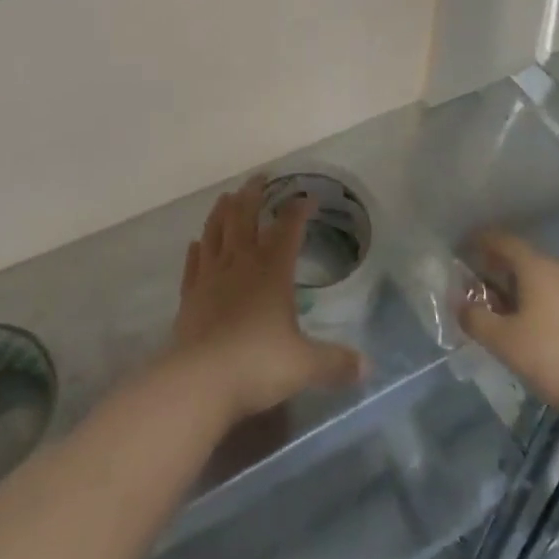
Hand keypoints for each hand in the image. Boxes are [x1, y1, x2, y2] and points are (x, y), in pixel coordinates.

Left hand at [167, 178, 363, 424]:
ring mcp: (211, 276)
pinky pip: (193, 264)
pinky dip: (196, 250)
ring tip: (227, 196)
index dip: (299, 210)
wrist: (200, 380)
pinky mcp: (189, 295)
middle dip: (253, 194)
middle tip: (260, 178)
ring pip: (215, 231)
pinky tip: (196, 243)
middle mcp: (240, 263)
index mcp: (272, 270)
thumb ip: (336, 362)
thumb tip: (368, 367)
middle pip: (244, 216)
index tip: (308, 197)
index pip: (288, 228)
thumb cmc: (257, 364)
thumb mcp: (305, 365)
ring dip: (222, 211)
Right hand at [460, 230, 558, 416]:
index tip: (460, 247)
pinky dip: (533, 300)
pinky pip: (552, 294)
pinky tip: (526, 324)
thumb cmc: (554, 356)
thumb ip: (476, 319)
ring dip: (514, 286)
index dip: (479, 240)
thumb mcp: (504, 341)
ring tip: (496, 306)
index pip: (502, 240)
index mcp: (535, 266)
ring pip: (537, 278)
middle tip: (472, 280)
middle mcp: (557, 269)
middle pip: (520, 258)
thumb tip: (459, 304)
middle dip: (494, 266)